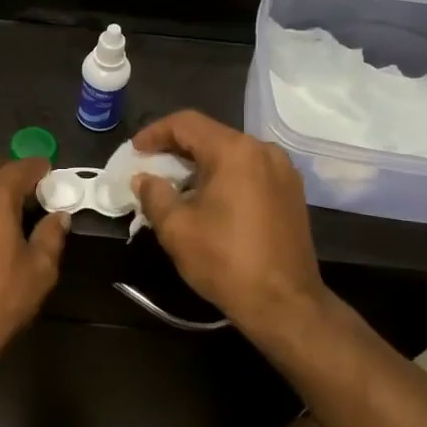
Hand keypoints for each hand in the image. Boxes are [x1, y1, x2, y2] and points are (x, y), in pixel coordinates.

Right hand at [129, 110, 329, 335]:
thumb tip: (144, 178)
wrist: (284, 302)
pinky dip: (224, 176)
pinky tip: (208, 199)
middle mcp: (263, 151)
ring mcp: (283, 171)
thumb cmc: (225, 261)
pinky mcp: (291, 193)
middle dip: (176, 149)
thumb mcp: (176, 228)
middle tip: (150, 167)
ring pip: (231, 154)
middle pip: (211, 135)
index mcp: (235, 151)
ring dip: (200, 164)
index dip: (155, 133)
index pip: (186, 123)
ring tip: (176, 186)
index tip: (134, 151)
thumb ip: (154, 194)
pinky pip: (249, 171)